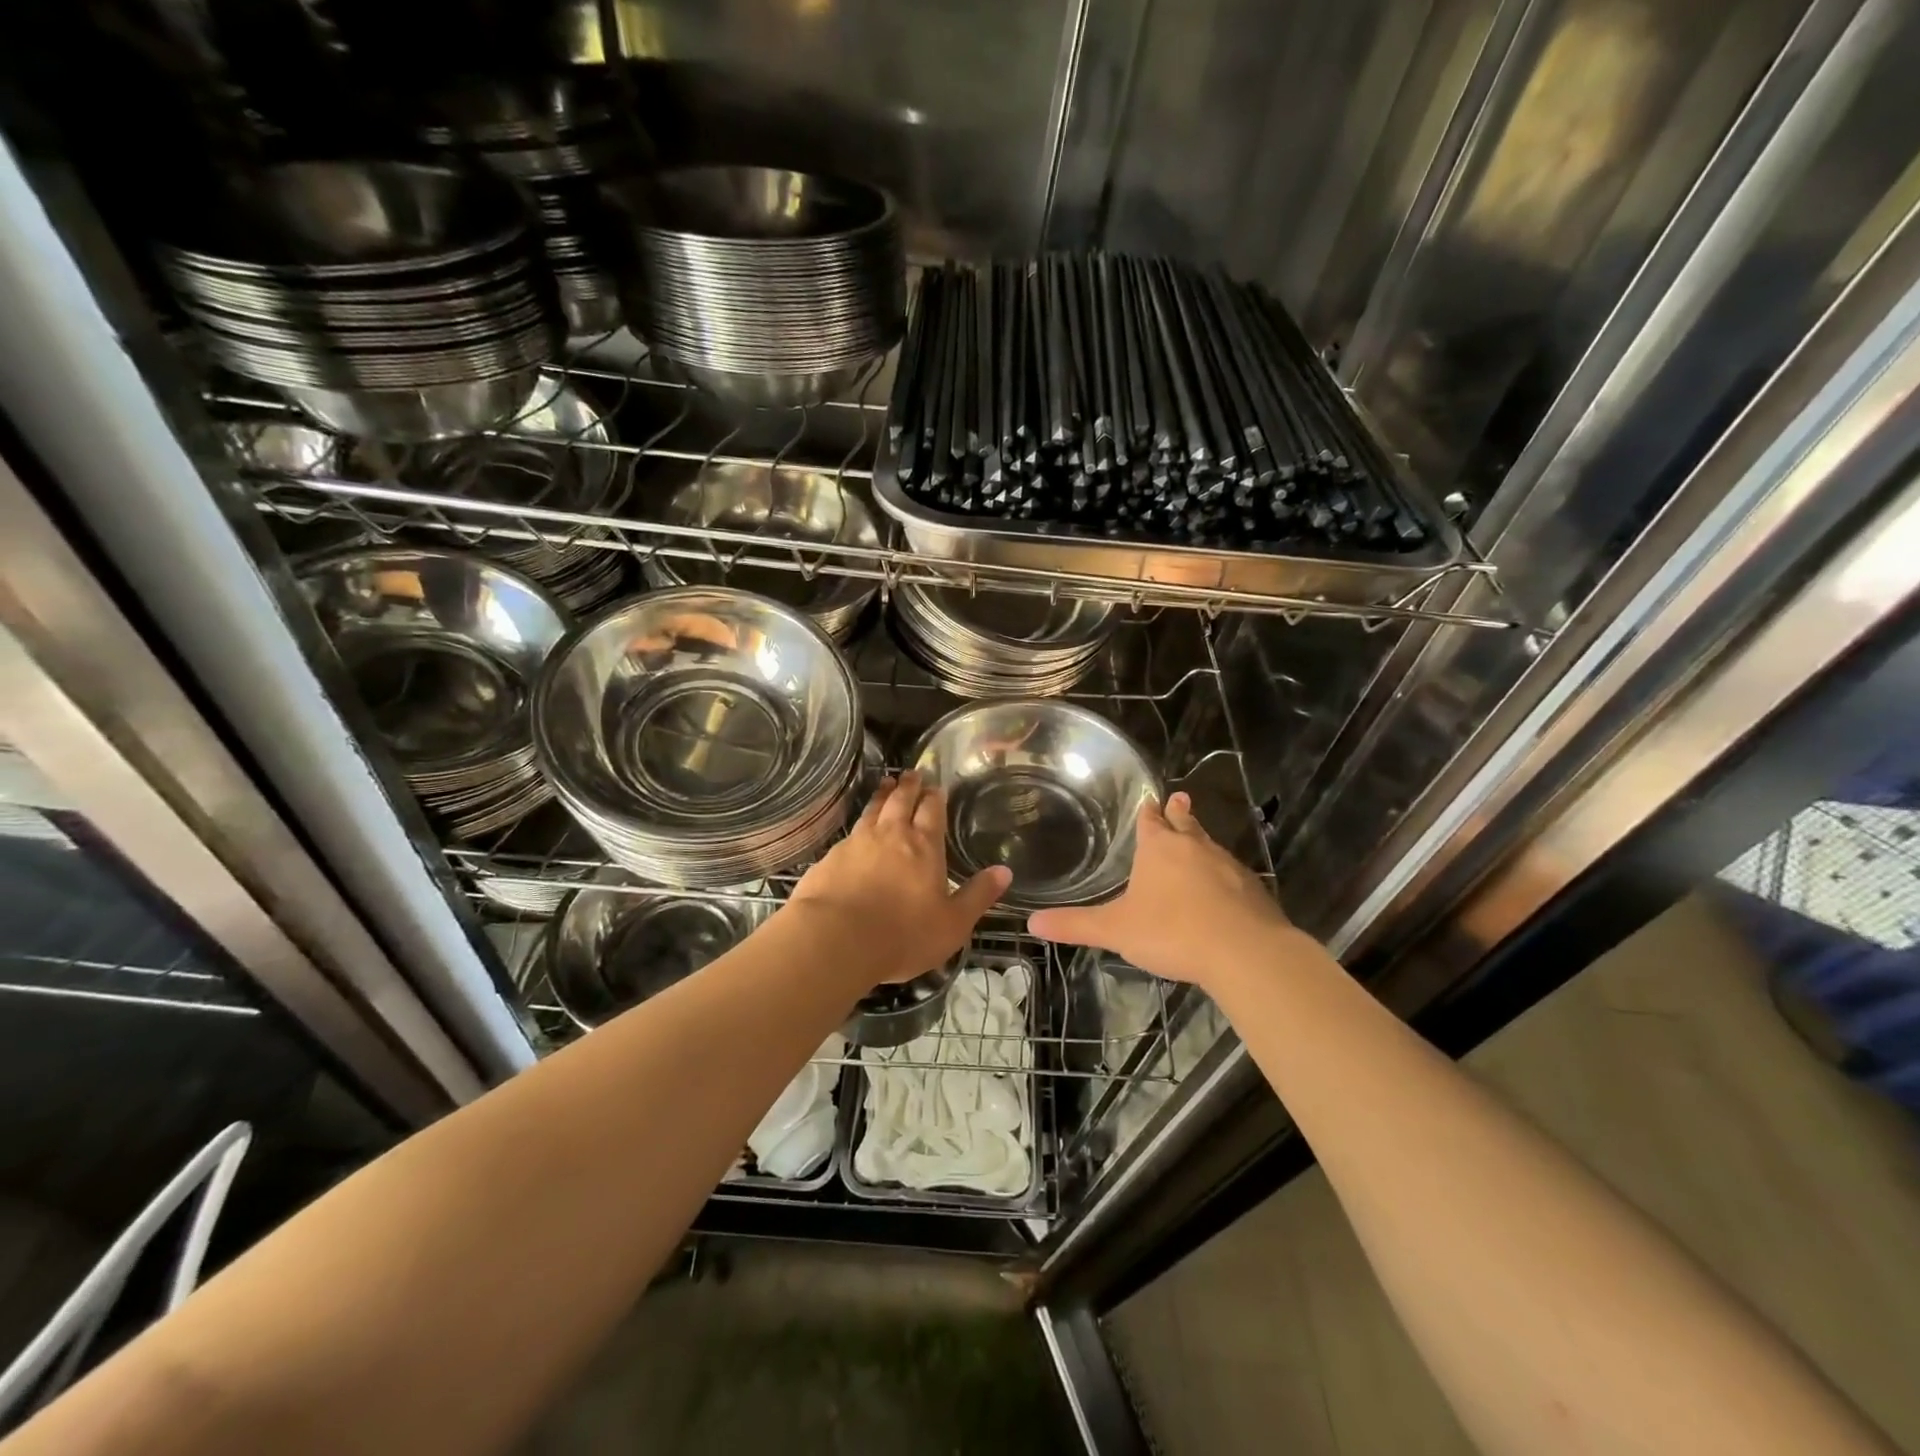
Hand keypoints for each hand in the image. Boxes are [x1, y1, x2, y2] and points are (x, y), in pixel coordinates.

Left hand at [787, 771, 1010, 984]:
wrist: (835, 939)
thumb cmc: (903, 935)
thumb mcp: (952, 923)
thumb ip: (978, 896)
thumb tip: (1004, 871)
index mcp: (924, 846)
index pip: (932, 811)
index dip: (935, 797)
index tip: (936, 785)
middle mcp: (891, 835)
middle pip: (900, 801)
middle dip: (909, 786)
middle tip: (912, 773)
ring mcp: (857, 843)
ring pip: (873, 810)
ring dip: (882, 795)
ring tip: (886, 784)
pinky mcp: (831, 857)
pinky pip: (850, 832)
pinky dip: (859, 823)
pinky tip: (857, 829)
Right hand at [1028, 792, 1296, 988]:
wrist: (1243, 952)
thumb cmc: (1171, 932)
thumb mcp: (1116, 930)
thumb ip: (1076, 925)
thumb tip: (1031, 923)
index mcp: (1159, 849)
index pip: (1150, 821)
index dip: (1147, 812)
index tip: (1150, 799)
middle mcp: (1194, 848)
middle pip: (1185, 823)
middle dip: (1179, 813)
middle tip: (1179, 799)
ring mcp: (1227, 866)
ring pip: (1210, 846)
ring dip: (1201, 841)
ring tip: (1197, 841)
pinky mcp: (1253, 890)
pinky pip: (1232, 874)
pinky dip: (1223, 875)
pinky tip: (1223, 888)